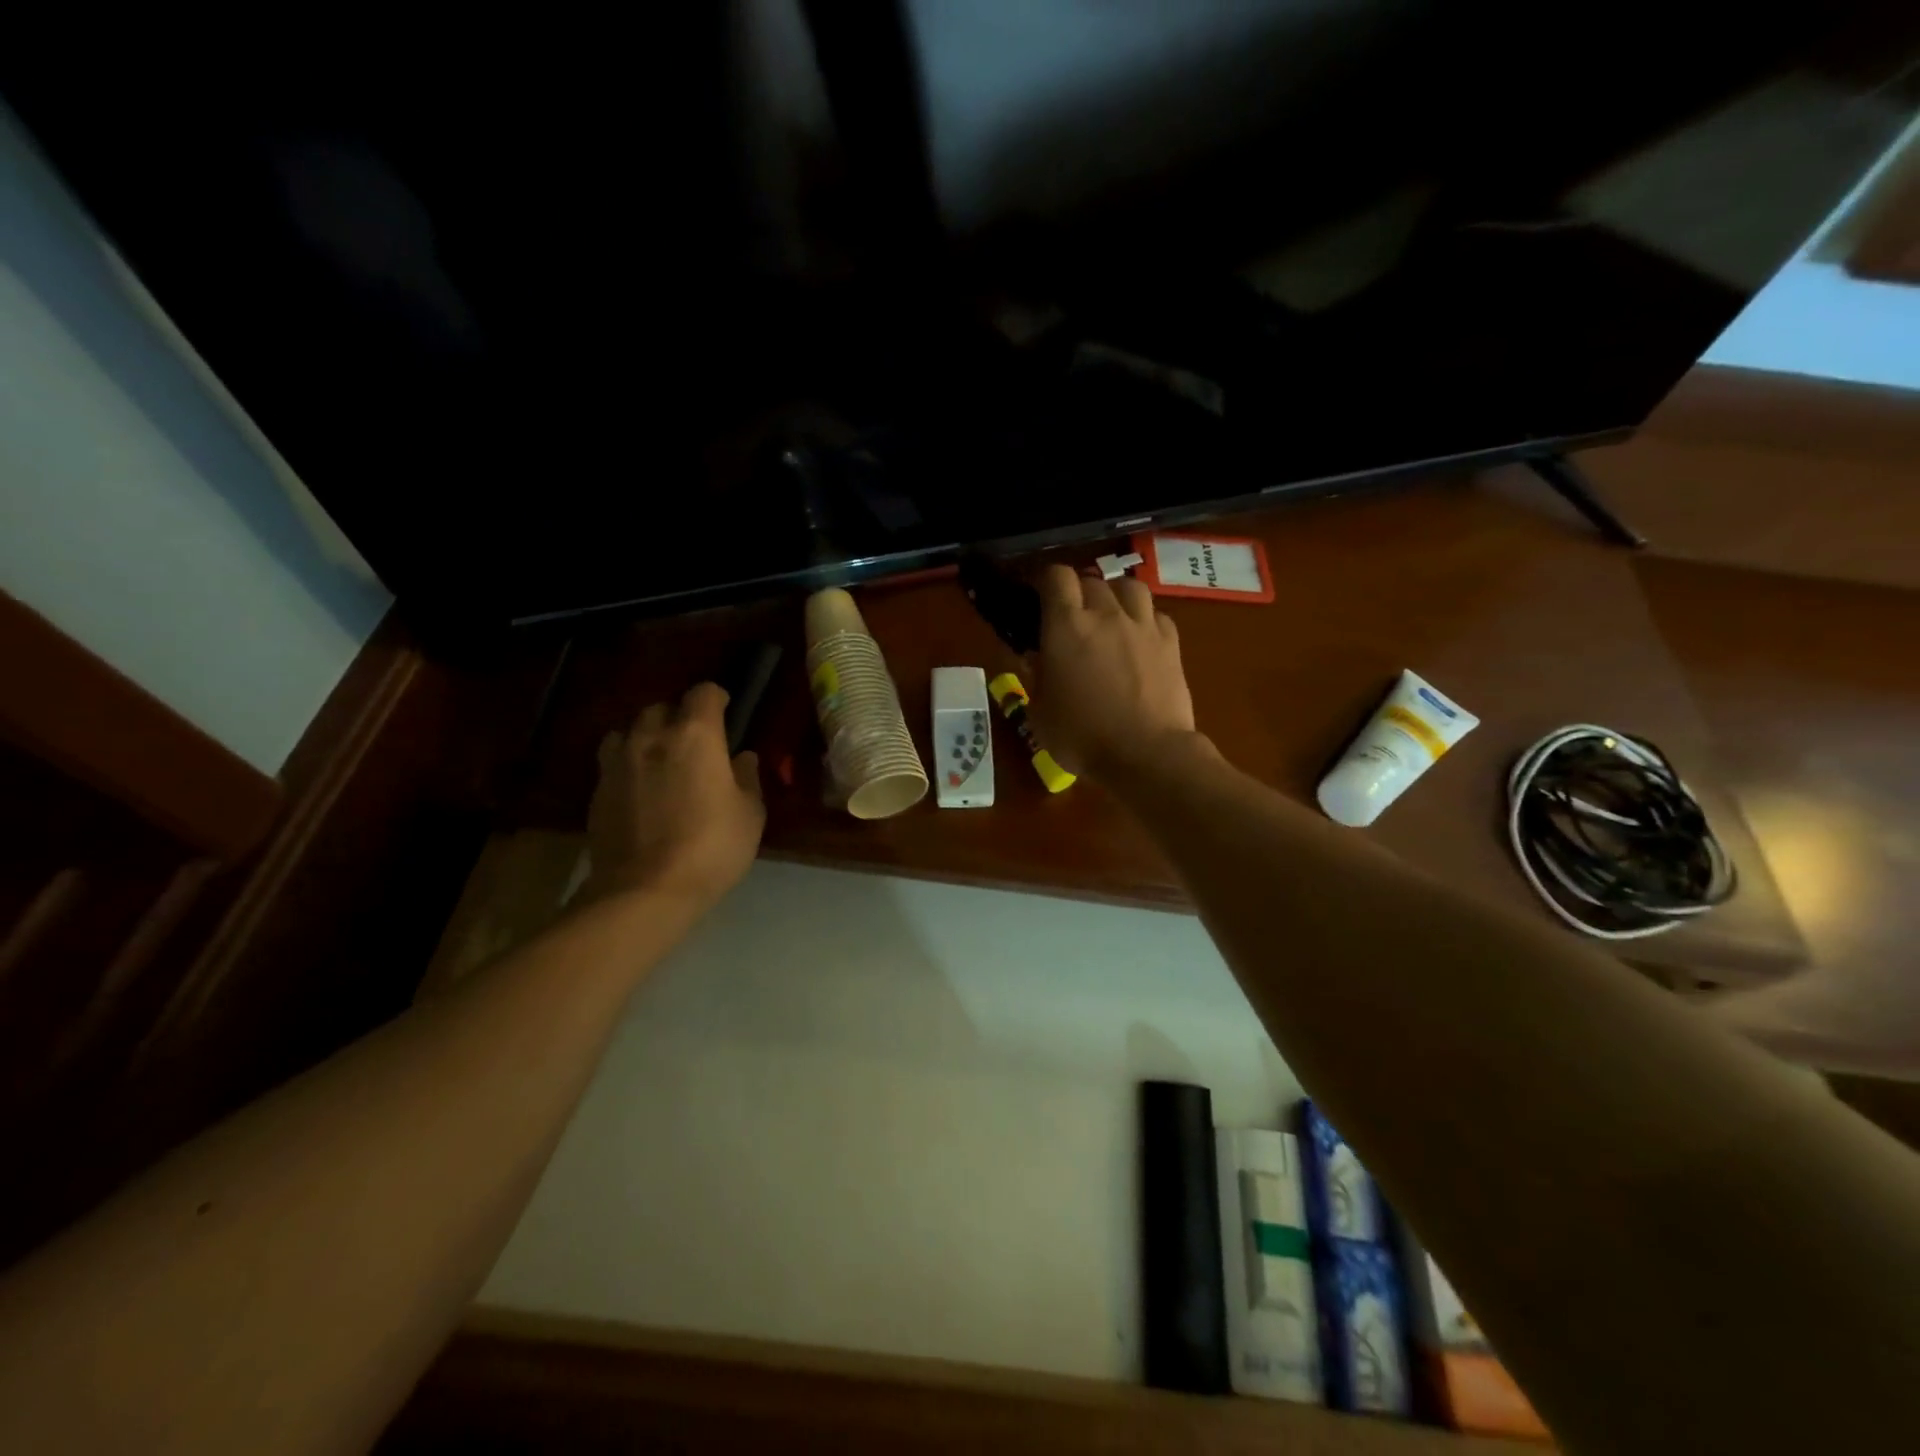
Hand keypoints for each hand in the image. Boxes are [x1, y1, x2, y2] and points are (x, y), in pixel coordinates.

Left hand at [585, 683, 765, 909]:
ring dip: (647, 737)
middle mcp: (652, 737)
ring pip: (629, 731)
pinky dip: (627, 765)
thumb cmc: (712, 847)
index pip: (704, 693)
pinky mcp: (597, 789)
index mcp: (696, 736)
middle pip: (662, 707)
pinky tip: (639, 790)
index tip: (725, 711)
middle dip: (678, 717)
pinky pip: (612, 761)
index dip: (716, 698)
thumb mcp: (750, 814)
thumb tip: (743, 757)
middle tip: (694, 742)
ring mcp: (618, 762)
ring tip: (660, 761)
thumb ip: (747, 778)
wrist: (645, 890)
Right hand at [1027, 565, 1202, 780]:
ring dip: (1115, 596)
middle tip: (1072, 618)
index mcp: (1067, 627)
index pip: (1055, 577)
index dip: (1045, 580)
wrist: (1146, 754)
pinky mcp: (1171, 643)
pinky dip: (1145, 620)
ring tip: (1110, 616)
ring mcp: (1143, 626)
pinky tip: (1140, 639)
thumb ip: (1034, 678)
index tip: (1038, 596)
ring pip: (1129, 587)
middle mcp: (1106, 615)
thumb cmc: (1082, 737)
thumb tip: (1033, 658)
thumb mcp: (1040, 713)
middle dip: (1078, 592)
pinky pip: (1157, 615)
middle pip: (1092, 580)